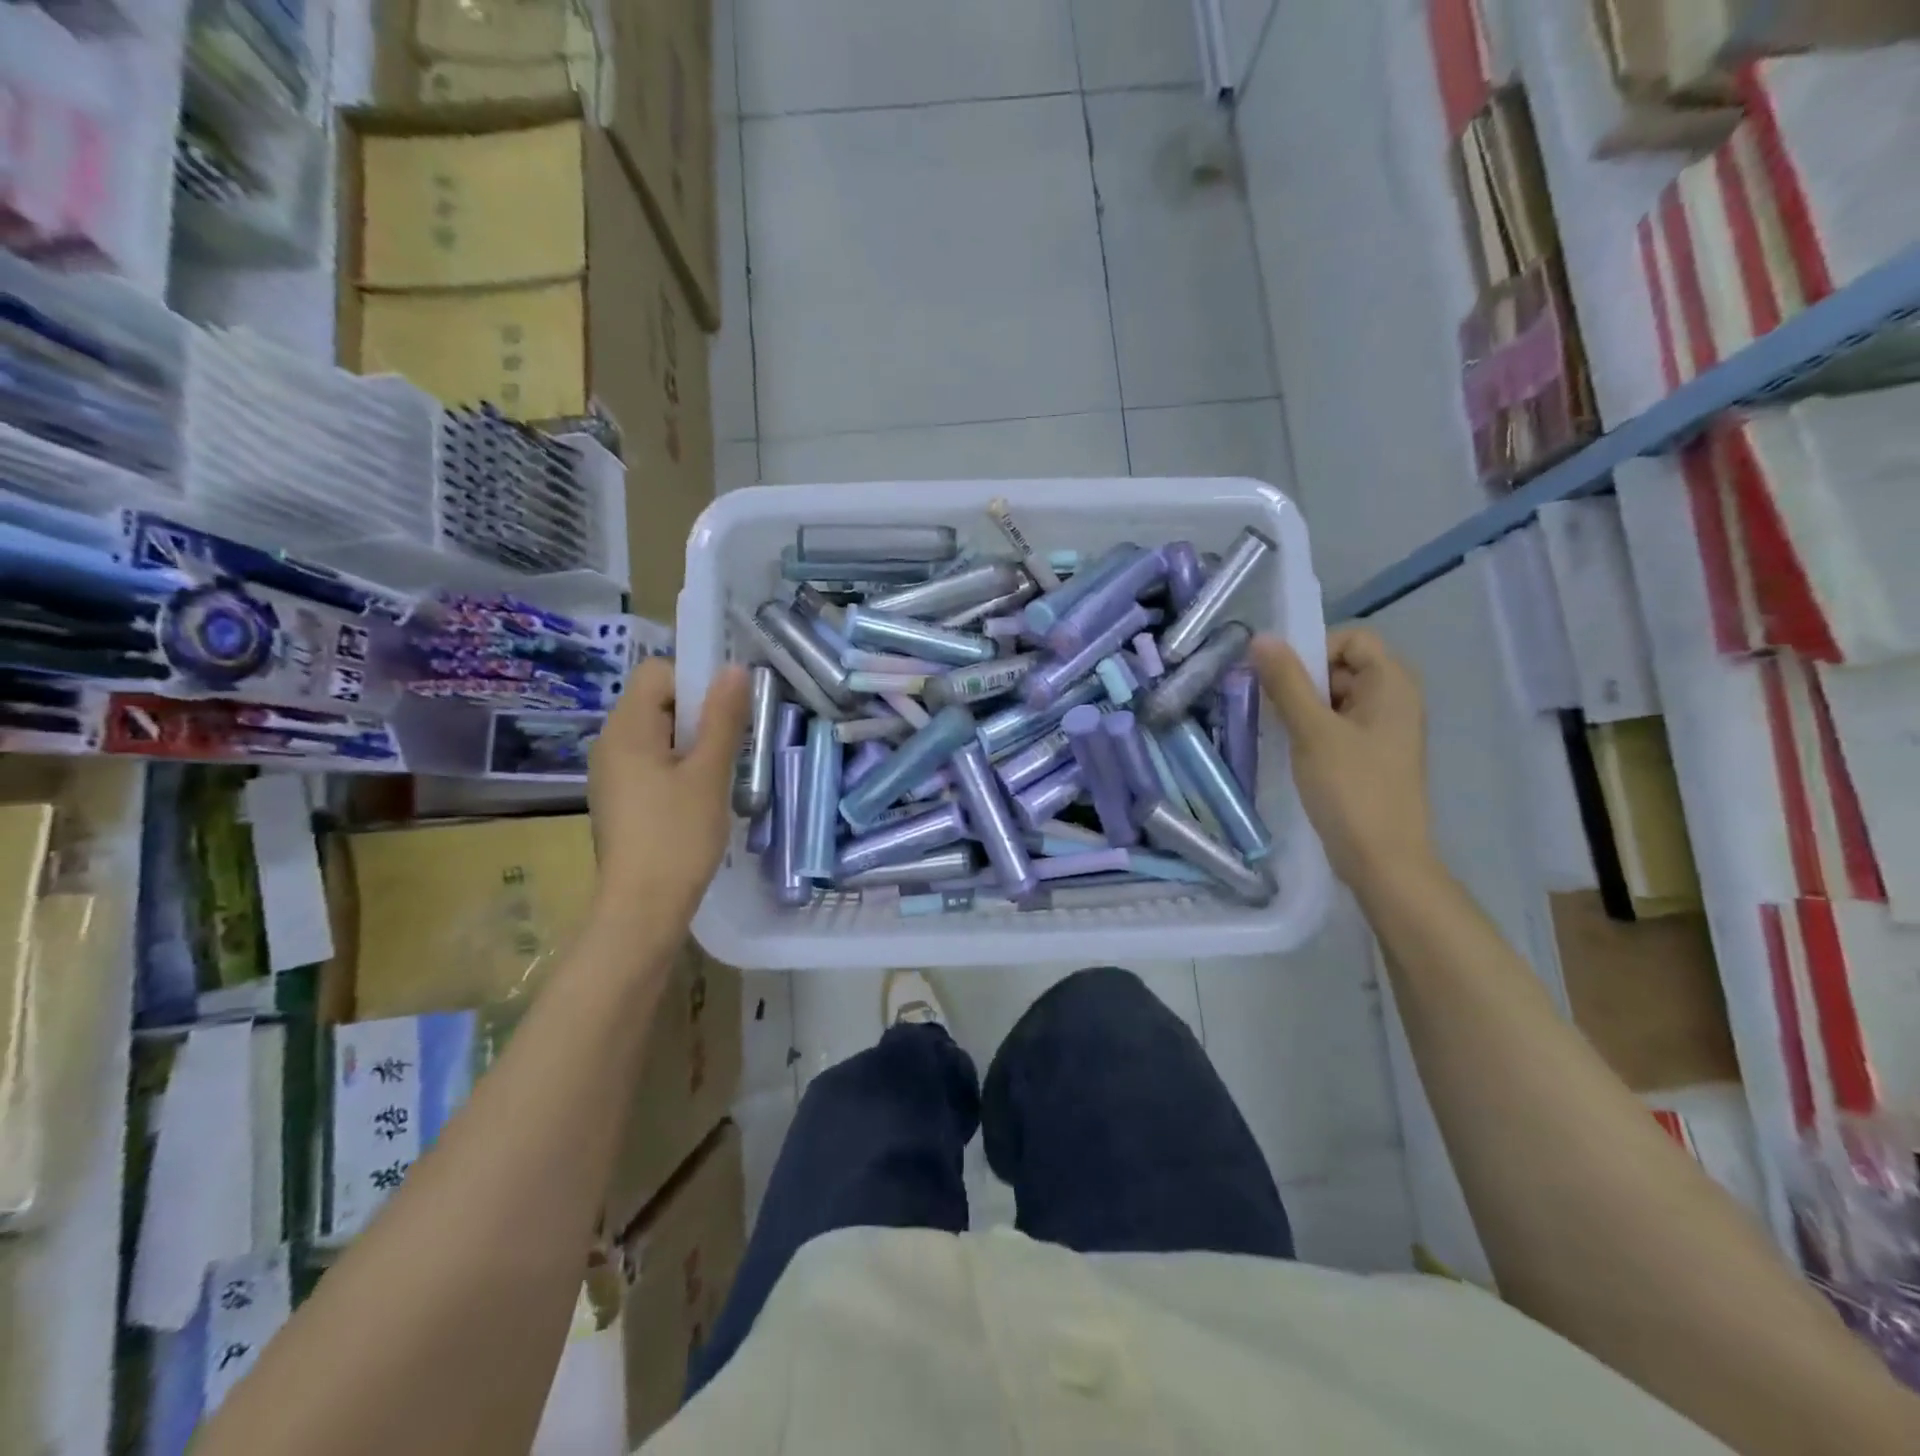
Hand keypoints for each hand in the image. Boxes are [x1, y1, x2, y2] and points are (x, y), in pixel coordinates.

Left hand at [588, 658, 750, 924]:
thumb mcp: (709, 773)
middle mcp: (611, 742)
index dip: (695, 681)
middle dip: (698, 714)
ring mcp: (612, 773)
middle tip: (730, 746)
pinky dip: (679, 767)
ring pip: (658, 734)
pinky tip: (699, 797)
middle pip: (658, 701)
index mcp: (626, 728)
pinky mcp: (621, 798)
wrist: (642, 909)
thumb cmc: (678, 836)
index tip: (726, 714)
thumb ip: (722, 718)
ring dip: (693, 743)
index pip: (658, 672)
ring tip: (719, 774)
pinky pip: (652, 762)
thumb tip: (735, 669)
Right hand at [1250, 627, 1434, 889]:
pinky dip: (1311, 729)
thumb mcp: (1313, 731)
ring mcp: (1383, 730)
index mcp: (1393, 684)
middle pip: (1342, 666)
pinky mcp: (1370, 756)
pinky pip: (1337, 725)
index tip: (1282, 679)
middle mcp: (1394, 699)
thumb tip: (1261, 638)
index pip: (1352, 638)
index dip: (1315, 648)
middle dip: (1302, 680)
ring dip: (1302, 707)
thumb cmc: (1351, 789)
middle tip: (1270, 706)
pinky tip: (1289, 750)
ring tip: (1276, 731)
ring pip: (1335, 698)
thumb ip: (1287, 682)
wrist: (1382, 860)